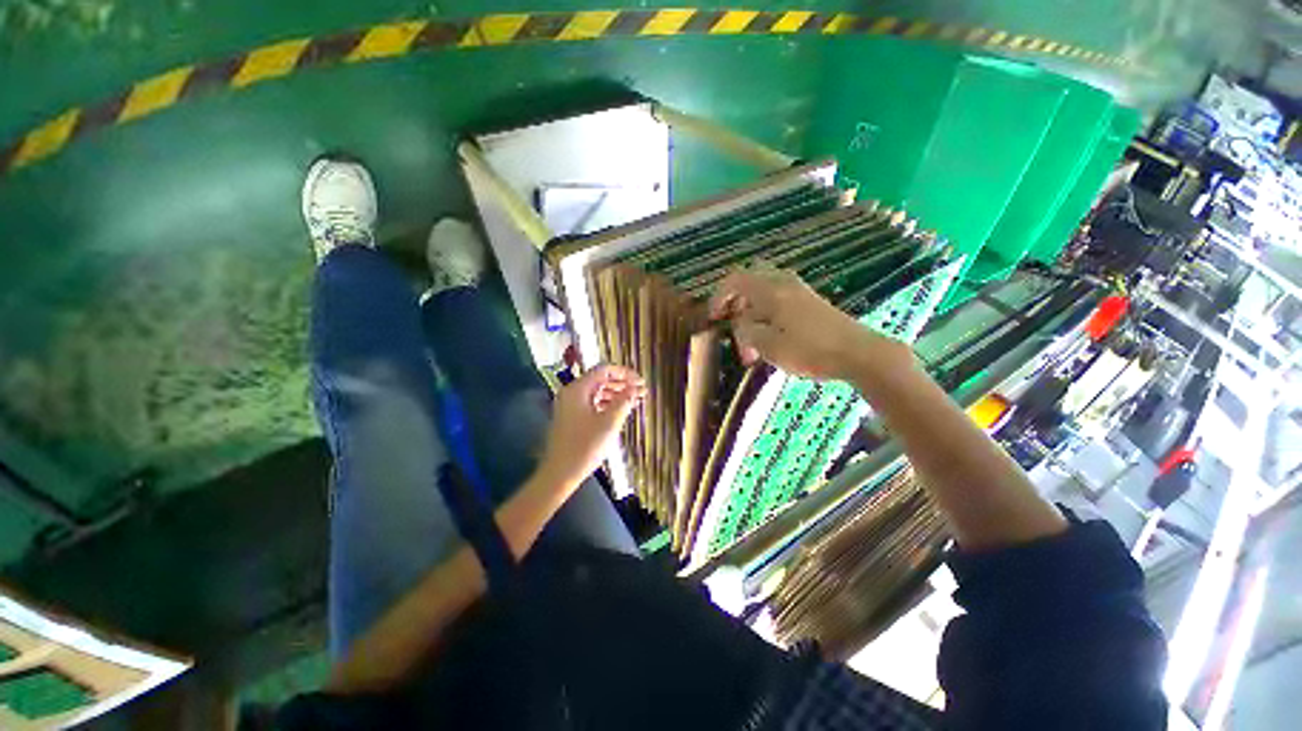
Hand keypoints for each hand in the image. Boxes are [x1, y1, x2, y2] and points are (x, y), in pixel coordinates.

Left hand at [539, 365, 645, 485]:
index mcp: (578, 389)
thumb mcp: (609, 422)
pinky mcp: (571, 418)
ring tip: (634, 400)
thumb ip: (623, 401)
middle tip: (640, 391)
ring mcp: (569, 406)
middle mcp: (571, 393)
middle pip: (600, 380)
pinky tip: (620, 411)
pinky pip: (592, 403)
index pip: (604, 370)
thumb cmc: (584, 446)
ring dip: (616, 394)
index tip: (640, 381)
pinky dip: (607, 404)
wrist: (560, 473)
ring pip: (597, 392)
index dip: (625, 373)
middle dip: (622, 384)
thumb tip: (634, 388)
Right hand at [708, 268, 907, 381]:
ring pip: (765, 294)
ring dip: (753, 314)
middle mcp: (784, 284)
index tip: (713, 318)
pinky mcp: (811, 303)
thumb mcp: (769, 346)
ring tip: (752, 343)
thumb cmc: (810, 350)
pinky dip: (768, 316)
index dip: (719, 297)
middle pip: (750, 282)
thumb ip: (747, 332)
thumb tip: (741, 325)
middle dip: (736, 303)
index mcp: (771, 291)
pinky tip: (771, 340)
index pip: (735, 280)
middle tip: (733, 327)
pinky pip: (780, 301)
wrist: (860, 353)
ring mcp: (800, 292)